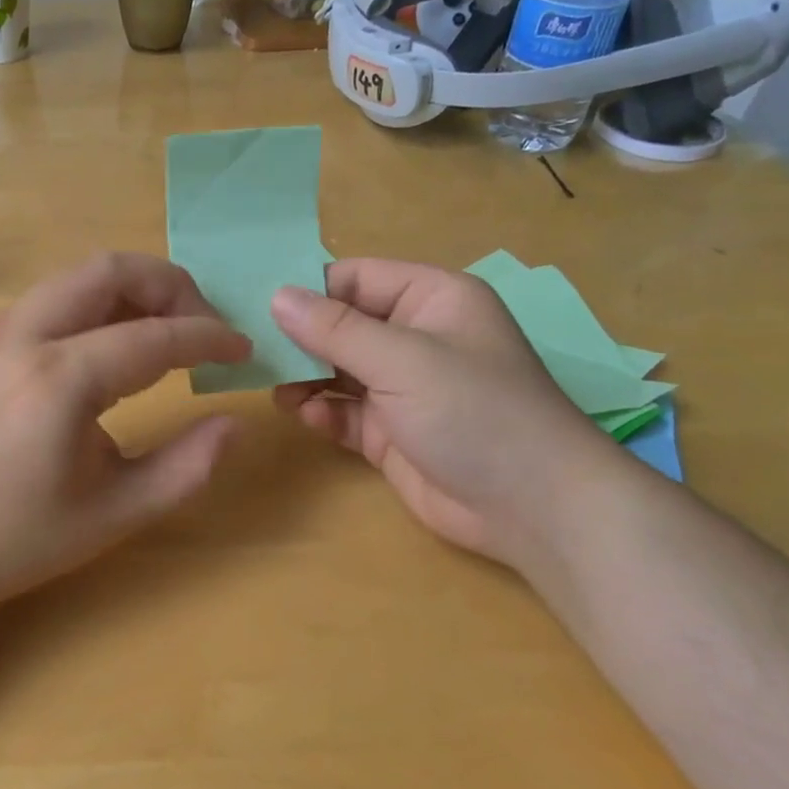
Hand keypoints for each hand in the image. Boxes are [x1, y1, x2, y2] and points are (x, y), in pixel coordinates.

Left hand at [0, 252, 249, 614]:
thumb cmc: (14, 541)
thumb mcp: (114, 515)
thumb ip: (187, 467)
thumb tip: (234, 422)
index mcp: (59, 378)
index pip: (154, 334)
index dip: (209, 337)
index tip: (243, 351)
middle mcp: (22, 335)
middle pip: (110, 270)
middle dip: (169, 286)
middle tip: (202, 327)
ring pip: (76, 278)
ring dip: (129, 292)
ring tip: (163, 337)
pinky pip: (49, 300)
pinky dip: (92, 306)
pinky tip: (108, 352)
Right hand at [270, 259, 626, 569]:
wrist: (534, 509)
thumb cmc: (474, 412)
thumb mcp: (402, 360)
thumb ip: (335, 329)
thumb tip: (276, 296)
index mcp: (430, 300)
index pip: (355, 278)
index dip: (309, 290)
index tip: (259, 307)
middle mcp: (415, 338)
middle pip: (342, 325)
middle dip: (301, 338)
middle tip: (254, 350)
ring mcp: (403, 388)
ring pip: (338, 370)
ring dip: (306, 378)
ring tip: (275, 388)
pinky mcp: (392, 432)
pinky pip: (345, 412)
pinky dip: (323, 412)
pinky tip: (307, 417)